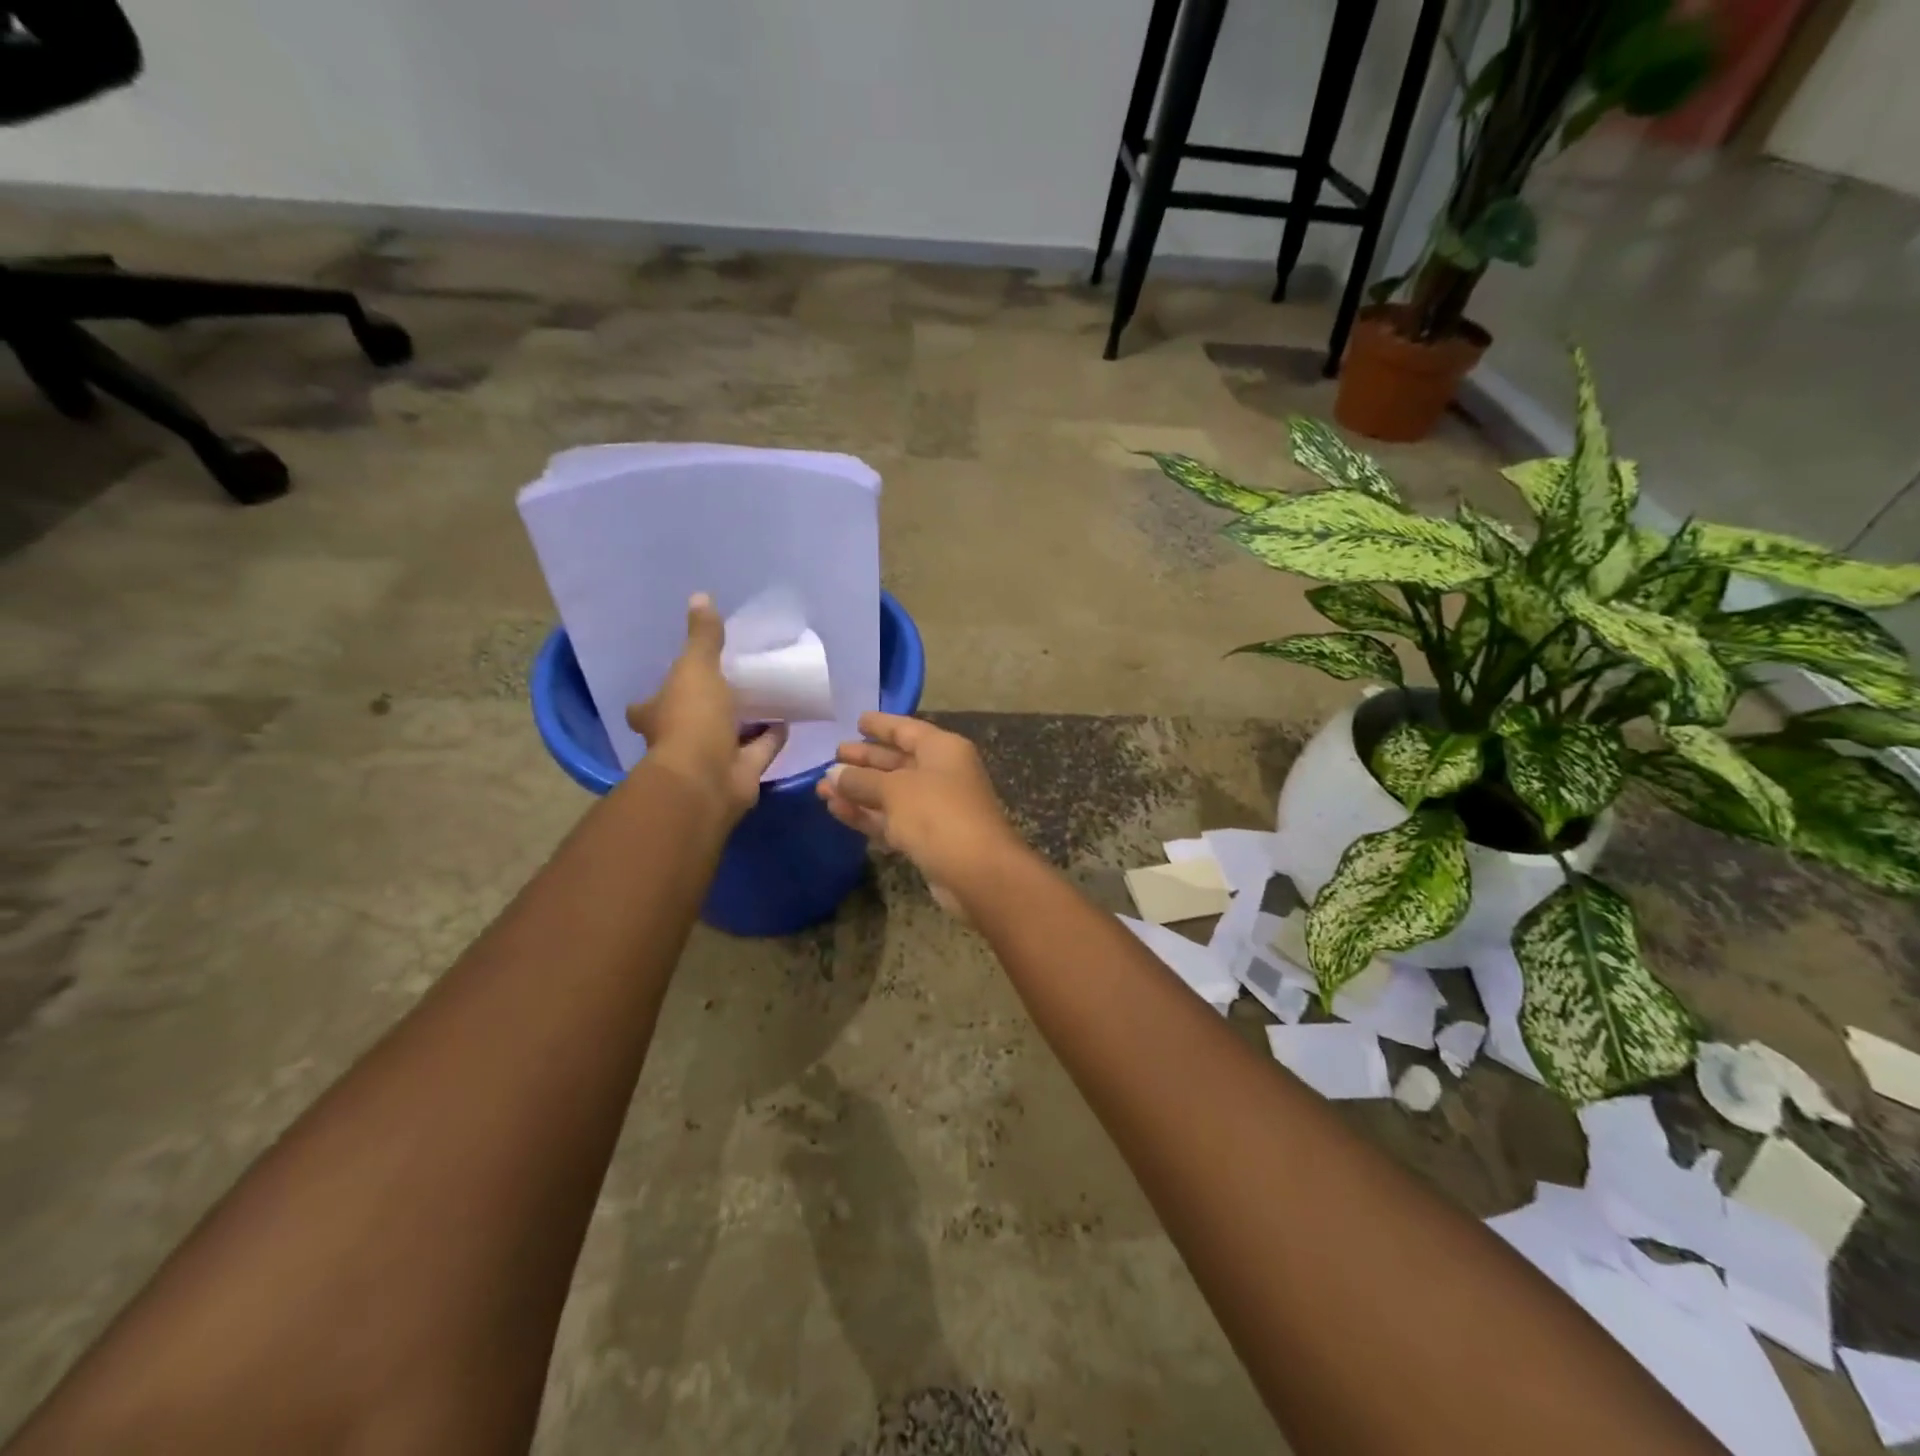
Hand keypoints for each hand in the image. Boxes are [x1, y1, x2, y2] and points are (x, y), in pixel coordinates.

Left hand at [627, 594, 786, 819]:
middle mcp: (679, 739)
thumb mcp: (695, 668)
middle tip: (730, 683)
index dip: (657, 694)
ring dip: (744, 722)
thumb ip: (703, 638)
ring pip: (728, 736)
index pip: (647, 705)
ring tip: (765, 696)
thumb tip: (701, 596)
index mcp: (657, 715)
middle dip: (706, 707)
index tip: (675, 678)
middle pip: (690, 721)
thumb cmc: (691, 719)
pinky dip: (771, 737)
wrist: (708, 778)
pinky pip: (759, 751)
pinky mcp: (741, 773)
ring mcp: (711, 759)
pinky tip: (787, 719)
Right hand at [817, 713, 1026, 912]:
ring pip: (890, 793)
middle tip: (832, 756)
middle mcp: (941, 773)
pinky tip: (836, 810)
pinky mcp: (927, 837)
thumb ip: (861, 780)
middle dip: (864, 760)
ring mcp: (935, 807)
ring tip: (821, 788)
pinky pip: (892, 819)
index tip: (856, 721)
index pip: (907, 729)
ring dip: (858, 791)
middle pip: (897, 761)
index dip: (881, 725)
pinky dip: (867, 814)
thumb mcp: (895, 790)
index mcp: (942, 749)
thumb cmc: (938, 814)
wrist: (977, 872)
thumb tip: (833, 773)